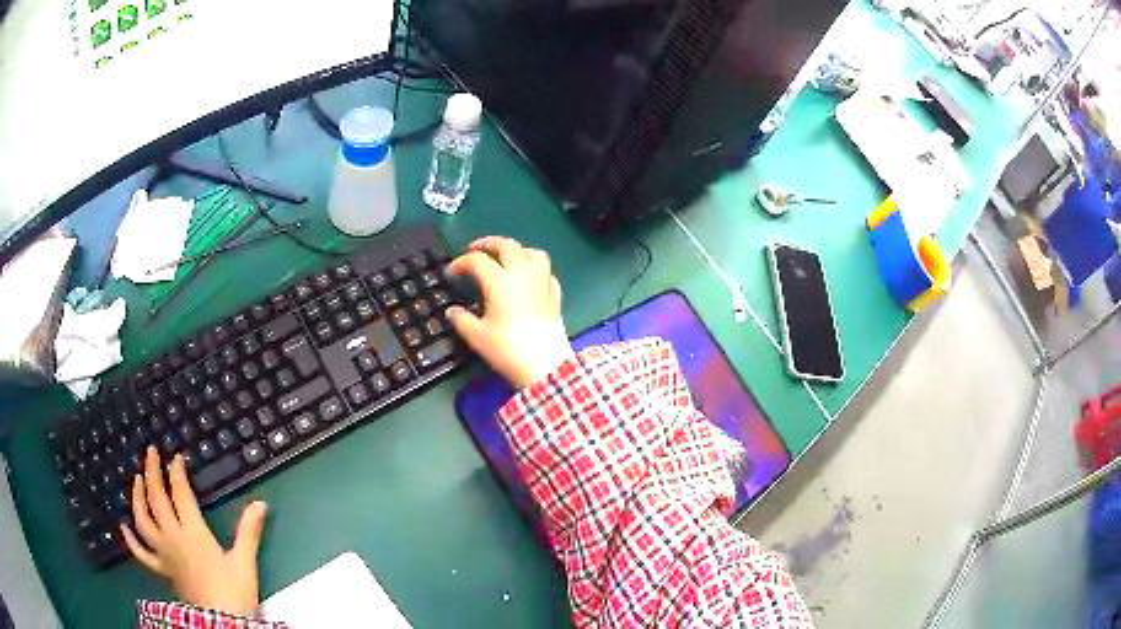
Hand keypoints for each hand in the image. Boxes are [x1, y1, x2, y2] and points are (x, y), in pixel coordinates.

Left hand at [120, 446, 267, 616]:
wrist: (221, 623)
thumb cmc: (233, 592)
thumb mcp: (244, 562)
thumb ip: (249, 531)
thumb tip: (261, 504)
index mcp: (193, 533)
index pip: (180, 494)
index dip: (177, 472)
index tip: (177, 457)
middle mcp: (173, 538)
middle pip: (156, 499)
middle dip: (152, 472)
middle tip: (150, 453)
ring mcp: (163, 554)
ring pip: (142, 519)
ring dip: (137, 497)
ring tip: (136, 480)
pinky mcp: (161, 570)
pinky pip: (141, 553)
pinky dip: (130, 539)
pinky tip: (124, 526)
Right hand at [446, 236, 573, 388]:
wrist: (546, 366)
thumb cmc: (508, 350)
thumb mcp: (477, 337)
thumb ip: (462, 320)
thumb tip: (452, 311)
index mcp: (500, 281)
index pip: (477, 260)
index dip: (460, 263)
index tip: (451, 273)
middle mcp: (522, 274)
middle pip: (506, 245)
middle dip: (488, 243)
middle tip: (475, 249)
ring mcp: (542, 283)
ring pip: (533, 253)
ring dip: (517, 250)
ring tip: (506, 258)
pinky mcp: (555, 295)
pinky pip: (546, 272)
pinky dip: (536, 269)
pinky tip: (529, 279)